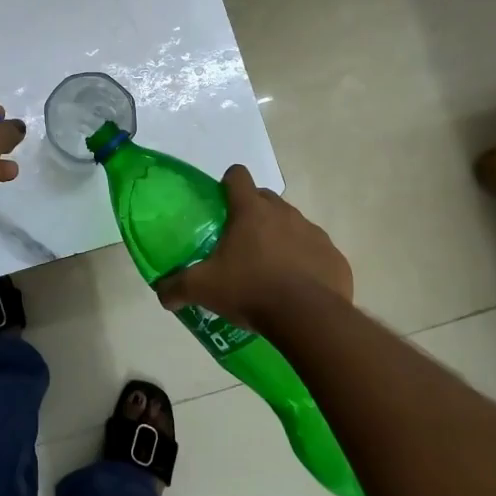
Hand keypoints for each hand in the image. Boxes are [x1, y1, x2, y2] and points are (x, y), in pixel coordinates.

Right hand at [155, 165, 351, 332]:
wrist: (309, 319)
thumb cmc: (251, 290)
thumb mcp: (204, 289)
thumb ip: (177, 287)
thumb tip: (161, 293)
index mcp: (251, 211)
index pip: (238, 176)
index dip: (227, 183)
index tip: (221, 202)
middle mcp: (284, 213)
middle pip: (265, 199)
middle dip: (253, 213)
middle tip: (240, 242)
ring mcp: (314, 233)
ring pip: (293, 225)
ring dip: (281, 238)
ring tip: (270, 269)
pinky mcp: (335, 258)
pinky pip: (316, 252)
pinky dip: (306, 263)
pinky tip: (298, 288)